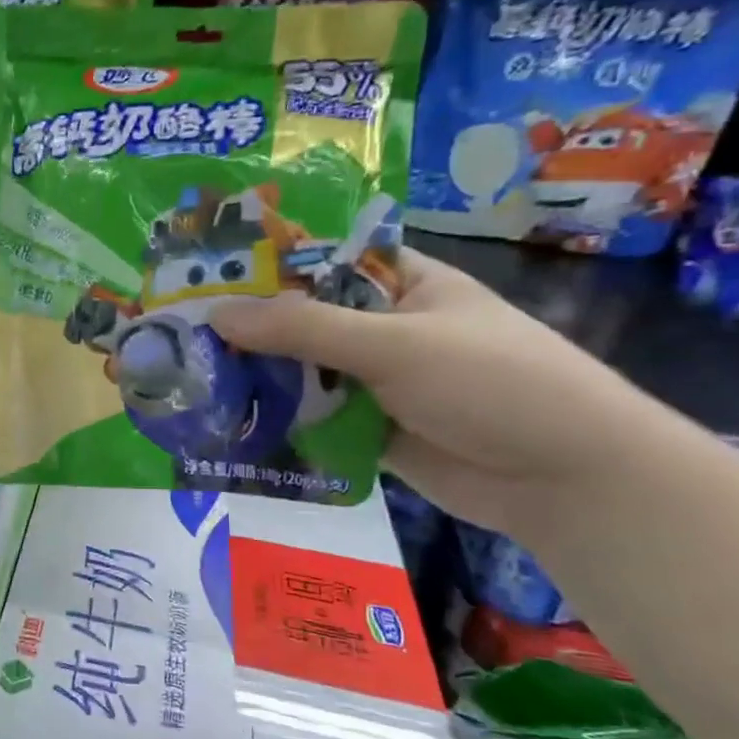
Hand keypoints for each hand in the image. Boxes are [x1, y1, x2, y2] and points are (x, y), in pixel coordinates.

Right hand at [210, 250, 679, 535]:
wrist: (563, 479)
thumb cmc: (492, 383)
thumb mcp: (395, 343)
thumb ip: (304, 329)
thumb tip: (217, 314)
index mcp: (401, 283)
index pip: (320, 259)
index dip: (264, 262)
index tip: (201, 271)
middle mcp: (382, 327)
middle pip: (300, 320)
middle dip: (247, 328)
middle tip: (175, 332)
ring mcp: (374, 381)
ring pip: (301, 372)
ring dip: (256, 377)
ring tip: (186, 377)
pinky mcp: (367, 429)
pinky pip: (311, 417)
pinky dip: (276, 420)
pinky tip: (226, 422)